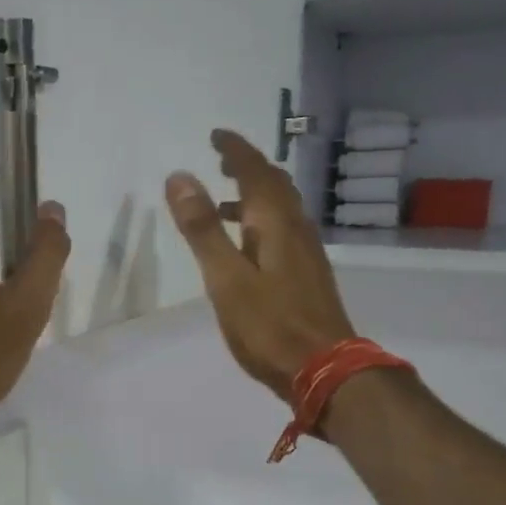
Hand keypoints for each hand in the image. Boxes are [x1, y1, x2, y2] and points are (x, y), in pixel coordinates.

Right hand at [165, 131, 355, 399]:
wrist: (324, 369)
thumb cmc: (269, 325)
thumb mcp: (226, 278)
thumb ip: (203, 229)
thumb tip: (180, 176)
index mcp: (275, 223)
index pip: (255, 172)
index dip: (235, 150)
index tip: (216, 135)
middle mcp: (296, 229)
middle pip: (274, 186)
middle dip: (247, 167)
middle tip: (220, 160)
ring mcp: (306, 253)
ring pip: (281, 209)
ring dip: (253, 196)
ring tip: (222, 203)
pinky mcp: (308, 276)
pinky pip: (283, 232)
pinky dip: (261, 222)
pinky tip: (247, 246)